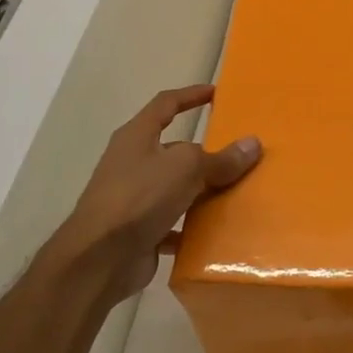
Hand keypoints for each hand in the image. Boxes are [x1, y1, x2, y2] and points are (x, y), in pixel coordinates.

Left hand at [41, 85, 260, 306]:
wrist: (99, 259)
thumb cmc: (139, 197)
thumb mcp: (186, 169)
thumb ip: (221, 158)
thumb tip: (253, 143)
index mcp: (137, 137)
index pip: (166, 104)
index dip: (190, 95)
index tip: (216, 92)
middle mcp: (134, 163)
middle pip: (176, 150)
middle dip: (207, 153)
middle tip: (242, 155)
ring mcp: (135, 198)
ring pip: (178, 187)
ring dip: (204, 191)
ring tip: (240, 192)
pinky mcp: (140, 230)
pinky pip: (175, 222)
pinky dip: (195, 225)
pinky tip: (220, 230)